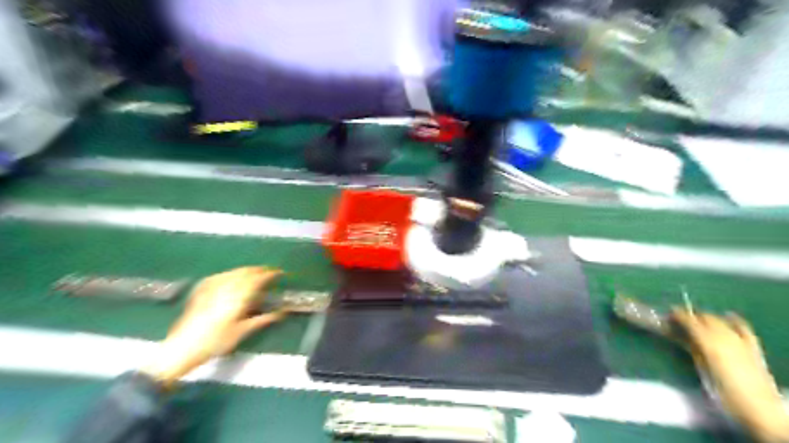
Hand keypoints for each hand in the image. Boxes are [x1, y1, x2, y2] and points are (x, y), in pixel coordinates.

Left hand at [142, 266, 286, 386]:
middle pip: (245, 272)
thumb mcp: (242, 332)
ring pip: (233, 272)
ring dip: (246, 270)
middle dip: (259, 270)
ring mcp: (212, 288)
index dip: (270, 274)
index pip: (258, 279)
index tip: (280, 273)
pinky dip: (230, 273)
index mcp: (238, 296)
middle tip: (269, 272)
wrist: (182, 348)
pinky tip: (231, 276)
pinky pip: (220, 276)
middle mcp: (226, 288)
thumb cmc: (216, 342)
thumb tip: (281, 313)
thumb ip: (263, 320)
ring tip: (254, 273)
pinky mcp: (201, 291)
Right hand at [671, 310, 787, 440]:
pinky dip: (733, 320)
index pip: (690, 321)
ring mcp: (741, 341)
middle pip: (705, 318)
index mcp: (709, 342)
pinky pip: (743, 328)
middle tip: (679, 321)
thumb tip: (678, 335)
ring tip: (698, 322)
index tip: (667, 314)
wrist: (760, 411)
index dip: (678, 315)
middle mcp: (725, 336)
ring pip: (721, 321)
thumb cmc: (724, 392)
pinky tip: (728, 316)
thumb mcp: (702, 370)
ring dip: (708, 318)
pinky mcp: (753, 347)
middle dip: (691, 316)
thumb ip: (692, 349)